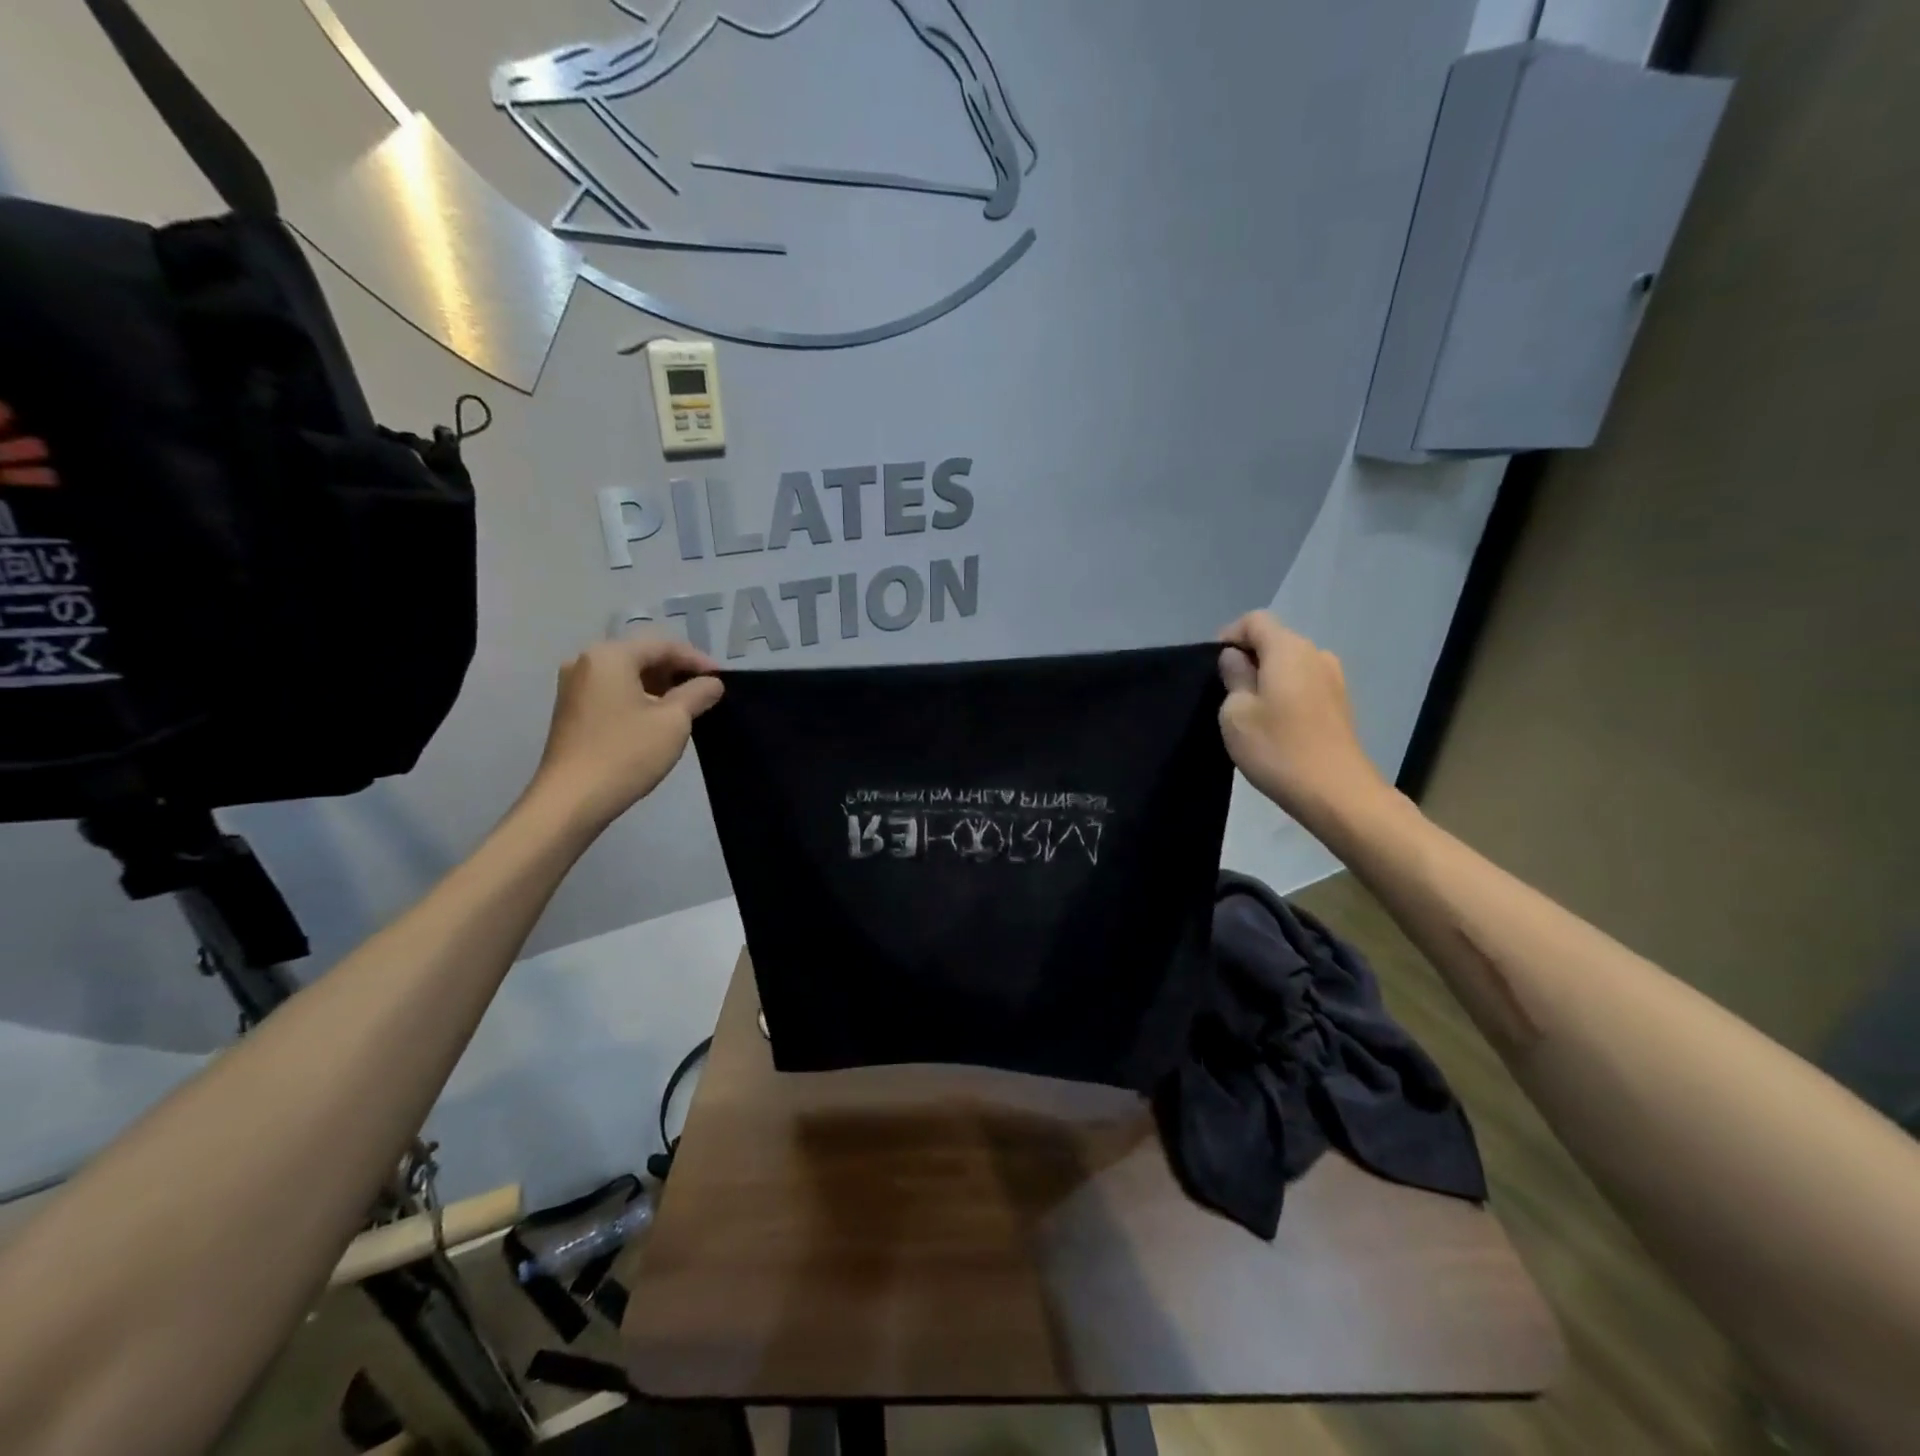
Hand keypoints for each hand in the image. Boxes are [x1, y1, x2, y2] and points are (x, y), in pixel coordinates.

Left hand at [529, 637, 723, 828]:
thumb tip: (712, 683)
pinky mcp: (571, 709)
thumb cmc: (626, 754)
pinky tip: (658, 717)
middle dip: (677, 671)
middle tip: (707, 691)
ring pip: (627, 674)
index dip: (697, 660)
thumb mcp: (673, 721)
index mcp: (609, 656)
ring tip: (688, 706)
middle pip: (642, 655)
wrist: (571, 801)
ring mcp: (574, 686)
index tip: (722, 679)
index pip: (663, 645)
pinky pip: (613, 691)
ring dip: (659, 685)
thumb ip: (697, 694)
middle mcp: (585, 661)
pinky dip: (639, 697)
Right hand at [1217, 612, 1387, 827]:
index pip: (1254, 620)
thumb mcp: (1236, 713)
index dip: (1229, 636)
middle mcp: (1316, 654)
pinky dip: (1285, 694)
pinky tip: (1275, 725)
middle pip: (1275, 640)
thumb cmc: (1278, 748)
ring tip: (1249, 712)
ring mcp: (1334, 679)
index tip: (1214, 668)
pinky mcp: (1341, 704)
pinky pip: (1304, 685)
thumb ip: (1233, 677)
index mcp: (1288, 649)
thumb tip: (1236, 659)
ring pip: (1290, 664)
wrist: (1336, 793)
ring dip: (1267, 678)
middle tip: (1225, 692)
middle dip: (1248, 658)